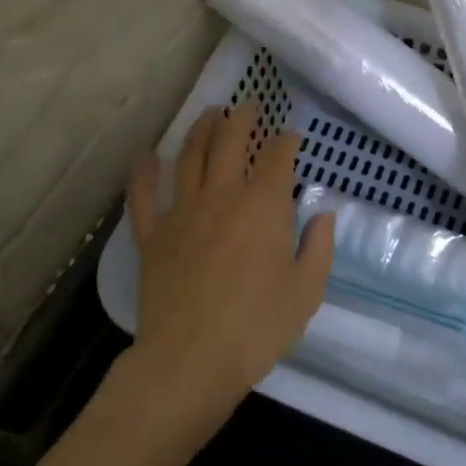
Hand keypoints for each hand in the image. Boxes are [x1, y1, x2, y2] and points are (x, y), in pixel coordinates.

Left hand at [121, 102, 333, 435]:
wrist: (191, 360)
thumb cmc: (257, 327)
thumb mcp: (306, 291)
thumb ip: (318, 247)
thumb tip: (322, 214)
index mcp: (263, 205)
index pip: (277, 156)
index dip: (286, 139)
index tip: (292, 136)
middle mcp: (221, 195)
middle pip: (230, 141)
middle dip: (242, 118)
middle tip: (249, 106)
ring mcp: (181, 211)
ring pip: (189, 156)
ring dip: (201, 129)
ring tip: (210, 114)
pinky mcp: (152, 234)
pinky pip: (143, 195)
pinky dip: (144, 172)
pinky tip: (148, 156)